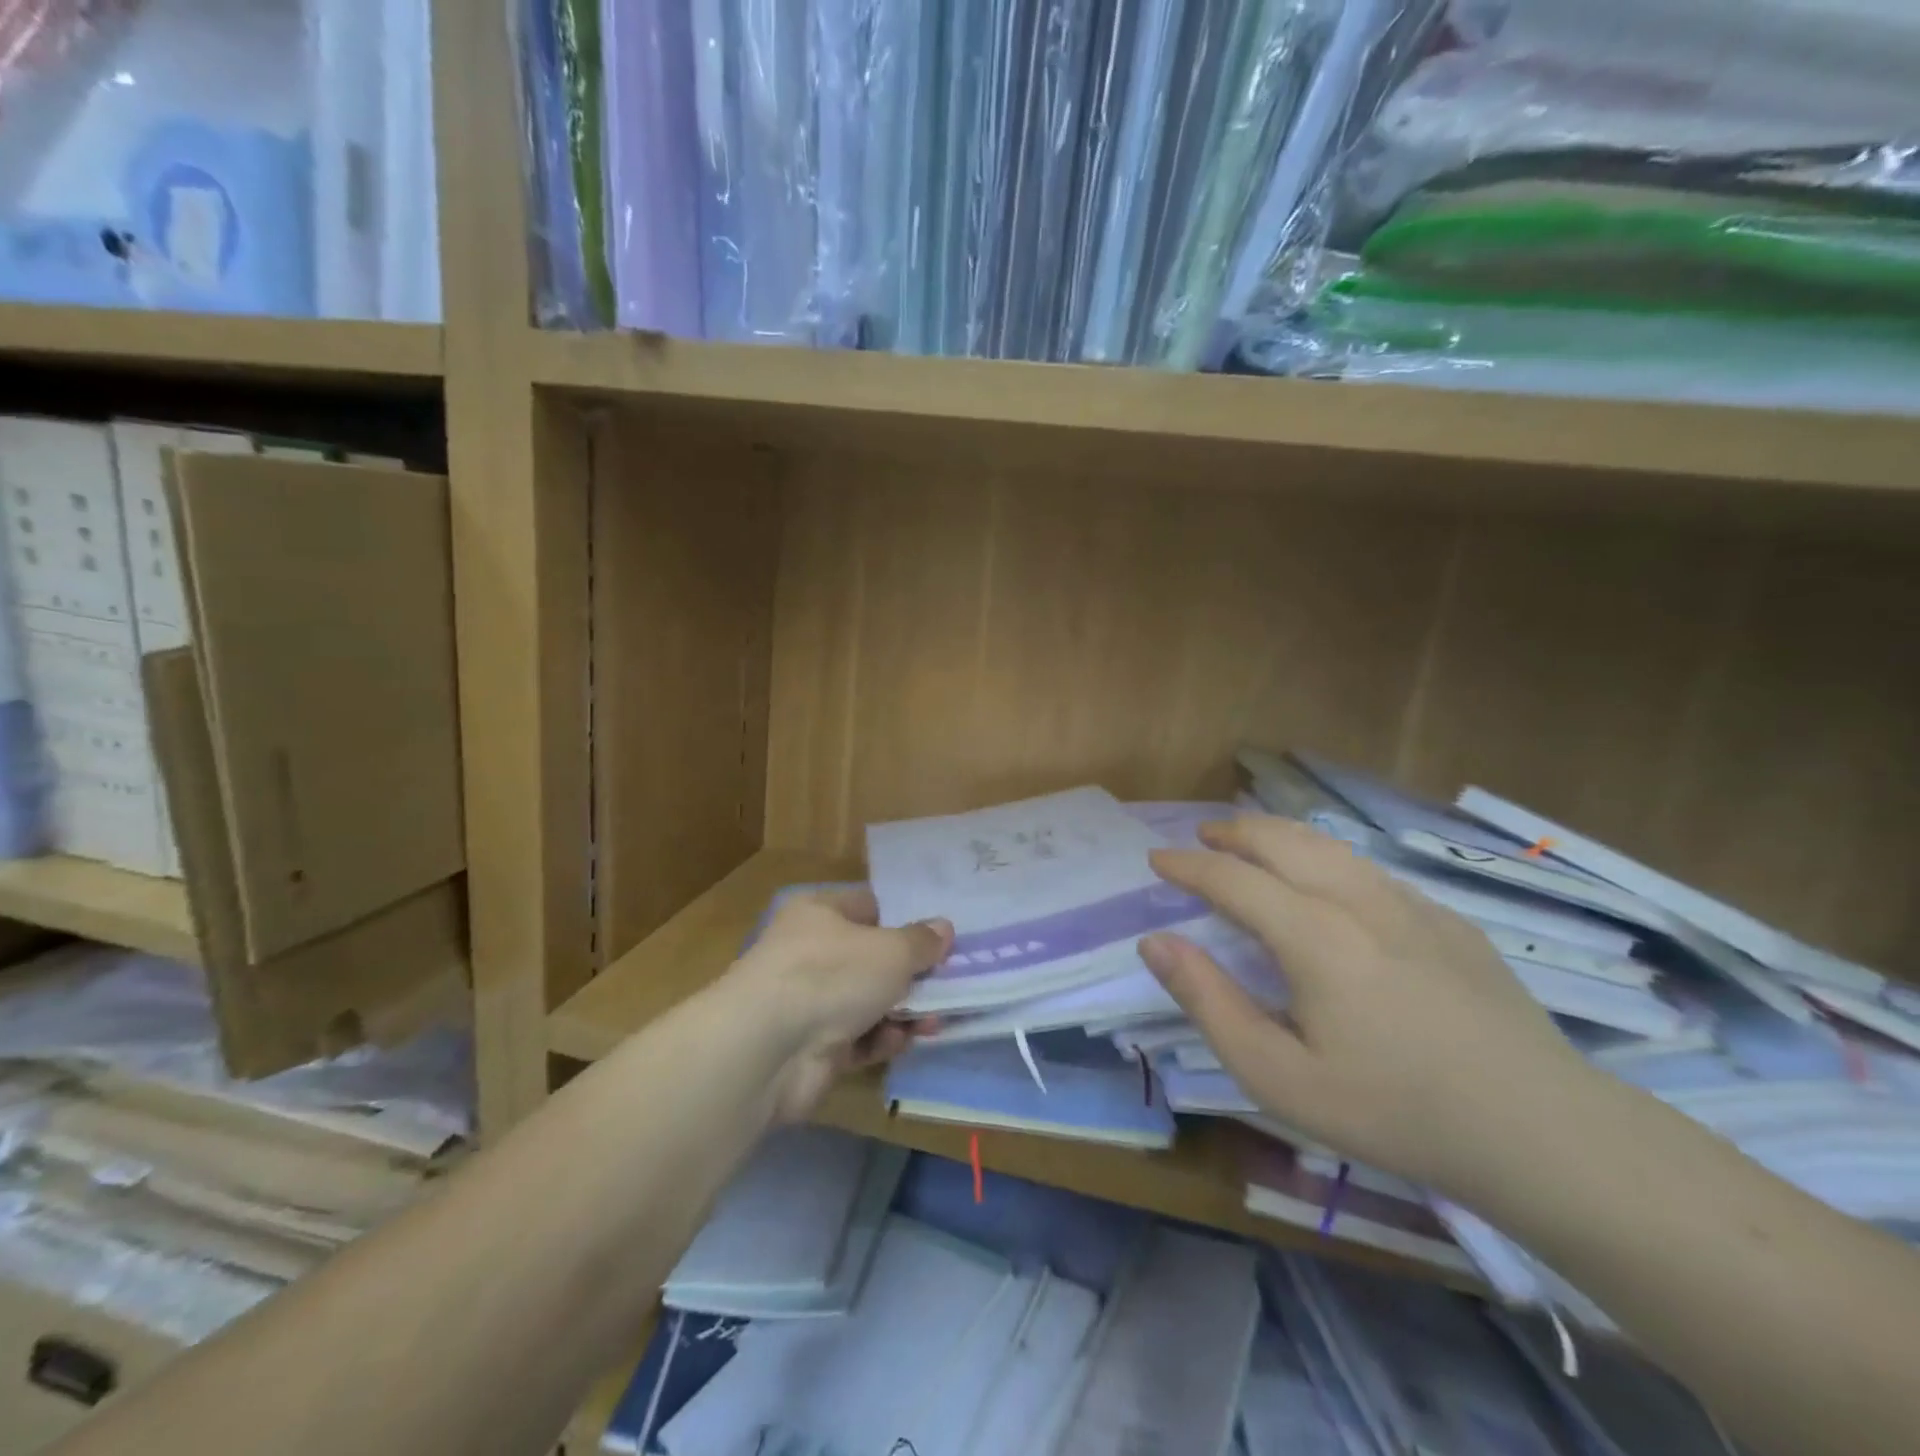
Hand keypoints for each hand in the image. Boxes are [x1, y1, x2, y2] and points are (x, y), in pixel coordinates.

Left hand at [732, 887, 951, 1122]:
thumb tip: (943, 928)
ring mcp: (808, 1001)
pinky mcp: (810, 1047)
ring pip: (867, 1001)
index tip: (938, 938)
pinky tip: (900, 1042)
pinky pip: (856, 1038)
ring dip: (901, 1011)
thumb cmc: (831, 975)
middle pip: (871, 958)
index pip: (868, 906)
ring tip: (932, 1021)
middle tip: (948, 985)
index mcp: (820, 912)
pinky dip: (879, 1040)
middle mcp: (810, 951)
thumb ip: (920, 941)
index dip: (903, 920)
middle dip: (910, 974)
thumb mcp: (890, 950)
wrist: (767, 1049)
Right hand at [1140, 815, 1591, 1198]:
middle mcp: (1356, 899)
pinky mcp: (1447, 921)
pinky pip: (1369, 870)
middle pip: (1281, 839)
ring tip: (1254, 840)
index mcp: (1312, 934)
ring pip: (1328, 845)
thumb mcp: (1278, 1076)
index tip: (1157, 859)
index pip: (1231, 877)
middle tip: (1202, 835)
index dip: (1188, 864)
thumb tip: (1155, 942)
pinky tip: (1328, 882)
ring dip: (1279, 833)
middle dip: (1233, 830)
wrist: (1542, 1132)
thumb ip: (1209, 1002)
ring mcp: (1409, 905)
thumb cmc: (1394, 1110)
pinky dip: (1326, 857)